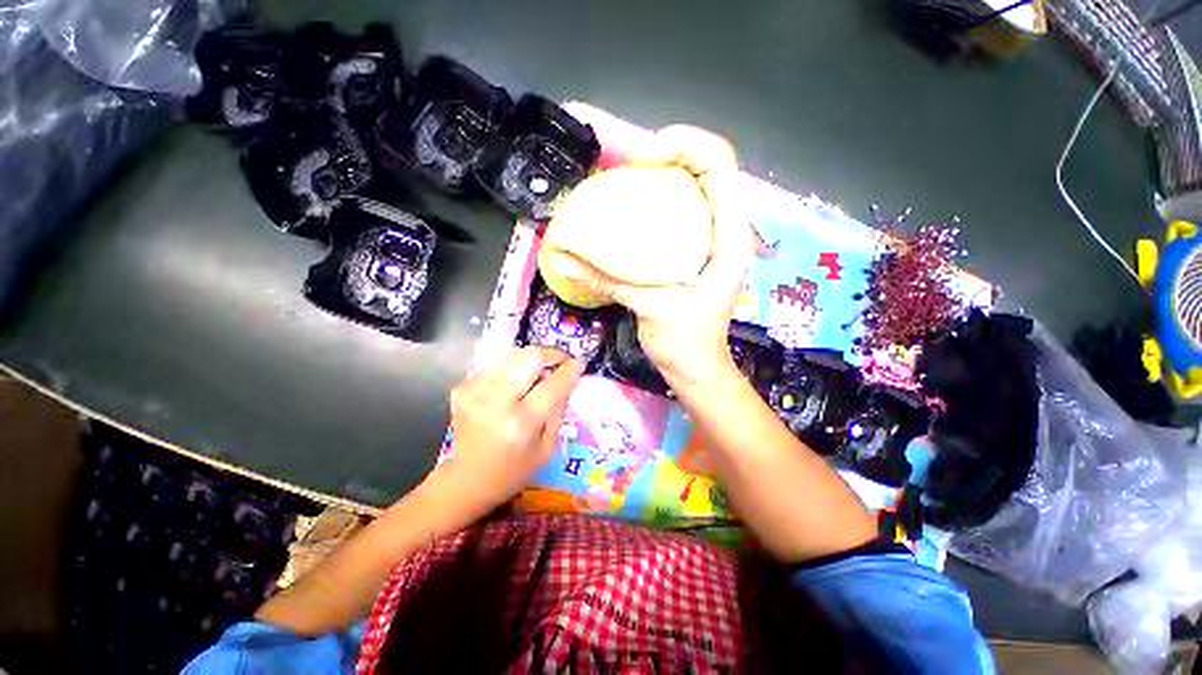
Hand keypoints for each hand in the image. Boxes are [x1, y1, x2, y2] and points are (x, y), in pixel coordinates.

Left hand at [434, 347, 584, 518]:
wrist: (465, 481)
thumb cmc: (513, 471)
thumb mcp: (547, 448)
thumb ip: (558, 408)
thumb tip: (568, 377)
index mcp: (520, 423)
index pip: (552, 384)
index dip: (570, 369)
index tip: (580, 362)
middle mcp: (495, 402)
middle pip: (529, 356)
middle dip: (551, 354)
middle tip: (560, 362)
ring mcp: (474, 391)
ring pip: (513, 355)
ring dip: (531, 361)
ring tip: (539, 374)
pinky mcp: (462, 388)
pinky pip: (497, 365)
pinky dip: (512, 370)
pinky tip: (515, 385)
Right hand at [553, 125, 756, 389]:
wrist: (696, 369)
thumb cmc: (687, 344)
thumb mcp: (650, 308)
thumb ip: (607, 280)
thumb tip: (561, 260)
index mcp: (728, 237)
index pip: (719, 165)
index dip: (686, 145)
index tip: (643, 156)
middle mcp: (723, 230)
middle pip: (703, 169)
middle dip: (666, 154)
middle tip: (625, 163)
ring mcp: (708, 240)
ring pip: (689, 189)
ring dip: (658, 176)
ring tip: (623, 178)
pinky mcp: (690, 252)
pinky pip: (676, 213)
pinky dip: (653, 203)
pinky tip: (629, 209)